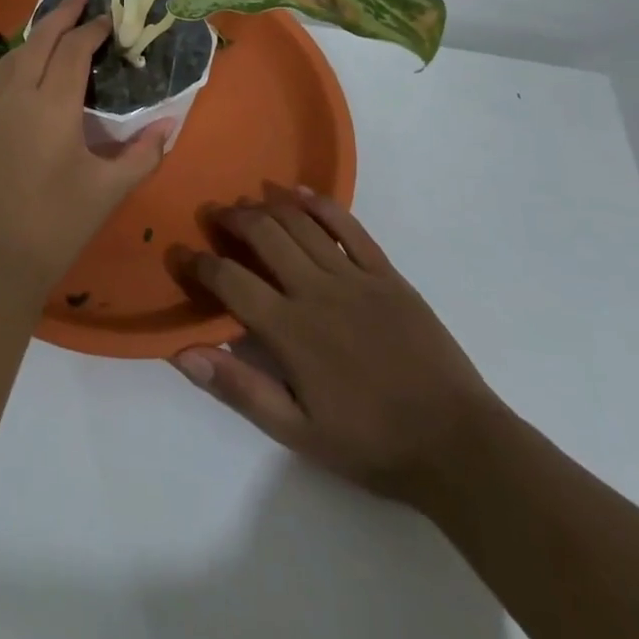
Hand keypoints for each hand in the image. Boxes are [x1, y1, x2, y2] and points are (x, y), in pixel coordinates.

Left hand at [0, 0, 171, 298]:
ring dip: (37, 33)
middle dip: (61, 14)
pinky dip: (21, 57)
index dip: (92, 29)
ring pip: (15, 55)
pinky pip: (3, 76)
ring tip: (57, 24)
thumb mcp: (107, 190)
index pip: (73, 51)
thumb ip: (141, 154)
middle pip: (39, 40)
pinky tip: (31, 67)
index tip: (110, 17)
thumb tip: (169, 125)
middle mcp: (19, 96)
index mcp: (52, 105)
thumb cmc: (57, 224)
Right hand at [173, 188, 503, 504]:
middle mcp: (315, 291)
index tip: (180, 254)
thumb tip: (183, 354)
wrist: (457, 445)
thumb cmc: (371, 444)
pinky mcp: (386, 273)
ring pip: (299, 224)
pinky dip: (320, 204)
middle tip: (213, 216)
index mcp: (290, 331)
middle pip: (263, 235)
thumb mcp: (297, 432)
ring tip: (247, 204)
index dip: (199, 264)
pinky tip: (299, 194)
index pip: (230, 280)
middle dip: (231, 219)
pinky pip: (348, 226)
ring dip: (267, 207)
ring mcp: (353, 277)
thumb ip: (239, 388)